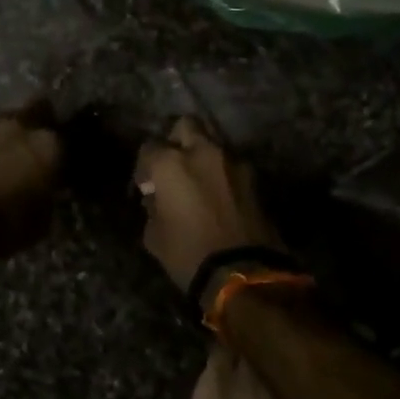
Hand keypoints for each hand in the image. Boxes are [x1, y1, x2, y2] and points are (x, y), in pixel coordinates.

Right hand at [134, 117, 282, 291]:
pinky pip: (232, 164)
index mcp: (171, 163)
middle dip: (177, 140)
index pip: (149, 148)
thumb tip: (156, 198)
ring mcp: (233, 162)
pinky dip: (223, 173)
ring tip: (199, 180)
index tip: (146, 186)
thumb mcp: (154, 235)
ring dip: (203, 155)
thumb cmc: (189, 254)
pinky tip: (220, 195)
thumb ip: (152, 207)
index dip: (144, 167)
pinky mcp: (254, 178)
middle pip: (186, 125)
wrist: (244, 273)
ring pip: (214, 142)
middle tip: (173, 165)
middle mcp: (202, 152)